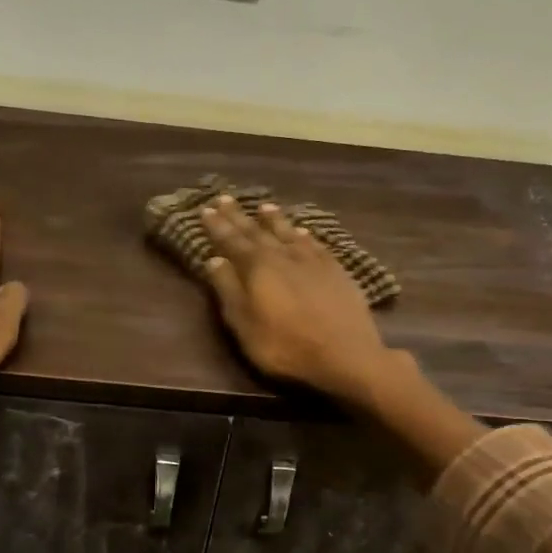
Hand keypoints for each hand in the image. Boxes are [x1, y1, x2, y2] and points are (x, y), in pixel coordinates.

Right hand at [199, 194, 397, 403]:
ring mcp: (313, 260)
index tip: (206, 209)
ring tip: (264, 207)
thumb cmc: (285, 345)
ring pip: (288, 233)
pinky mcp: (336, 270)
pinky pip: (315, 244)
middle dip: (239, 216)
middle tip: (226, 198)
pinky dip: (304, 235)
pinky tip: (303, 232)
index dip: (217, 226)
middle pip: (257, 231)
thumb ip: (228, 290)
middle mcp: (283, 255)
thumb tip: (214, 260)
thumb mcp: (244, 324)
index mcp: (257, 267)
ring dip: (274, 220)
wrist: (345, 354)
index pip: (231, 240)